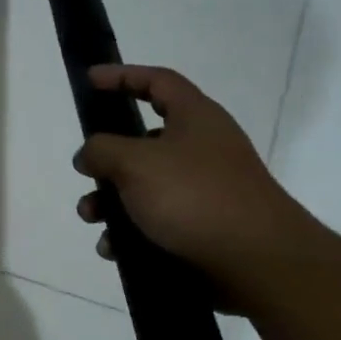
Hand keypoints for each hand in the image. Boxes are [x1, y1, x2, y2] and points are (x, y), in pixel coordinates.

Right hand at [72, 64, 320, 308]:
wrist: (256, 262)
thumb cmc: (195, 197)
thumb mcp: (136, 163)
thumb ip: (102, 149)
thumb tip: (88, 154)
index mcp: (195, 118)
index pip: (157, 82)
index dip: (122, 76)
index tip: (89, 80)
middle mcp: (201, 149)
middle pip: (143, 142)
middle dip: (106, 160)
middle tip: (84, 173)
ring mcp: (203, 191)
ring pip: (143, 187)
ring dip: (110, 202)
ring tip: (92, 219)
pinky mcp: (201, 229)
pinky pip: (155, 222)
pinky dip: (130, 232)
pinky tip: (114, 249)